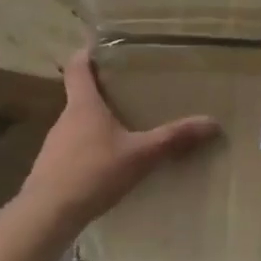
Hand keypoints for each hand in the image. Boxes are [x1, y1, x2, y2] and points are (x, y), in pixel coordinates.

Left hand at [17, 50, 220, 230]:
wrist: (48, 214)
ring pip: (78, 125)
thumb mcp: (141, 155)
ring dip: (98, 124)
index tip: (98, 45)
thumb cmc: (94, 173)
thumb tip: (212, 122)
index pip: (77, 68)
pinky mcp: (51, 169)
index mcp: (84, 106)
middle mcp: (65, 119)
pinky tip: (109, 165)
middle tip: (130, 92)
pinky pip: (74, 150)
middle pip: (81, 96)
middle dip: (103, 92)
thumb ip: (174, 138)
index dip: (86, 54)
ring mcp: (54, 145)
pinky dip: (91, 149)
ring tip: (125, 130)